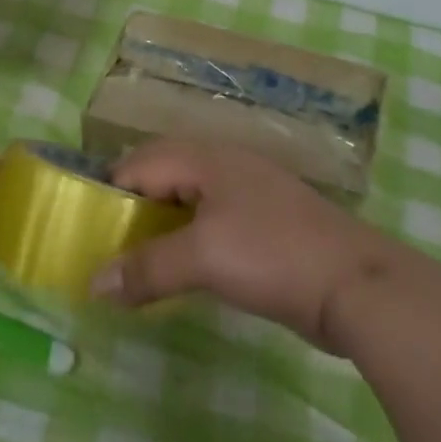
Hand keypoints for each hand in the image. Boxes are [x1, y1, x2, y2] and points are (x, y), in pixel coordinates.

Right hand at [90, 141, 402, 350]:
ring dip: (159, 225)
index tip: (85, 233)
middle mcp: (223, 163)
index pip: (139, 164)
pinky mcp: (264, 222)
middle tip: (106, 248)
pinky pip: (210, 220)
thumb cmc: (273, 255)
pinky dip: (187, 238)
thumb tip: (91, 283)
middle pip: (161, 173)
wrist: (355, 283)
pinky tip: (183, 268)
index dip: (109, 194)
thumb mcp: (203, 258)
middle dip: (131, 207)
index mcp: (205, 157)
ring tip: (136, 261)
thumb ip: (145, 268)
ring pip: (187, 197)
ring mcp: (247, 191)